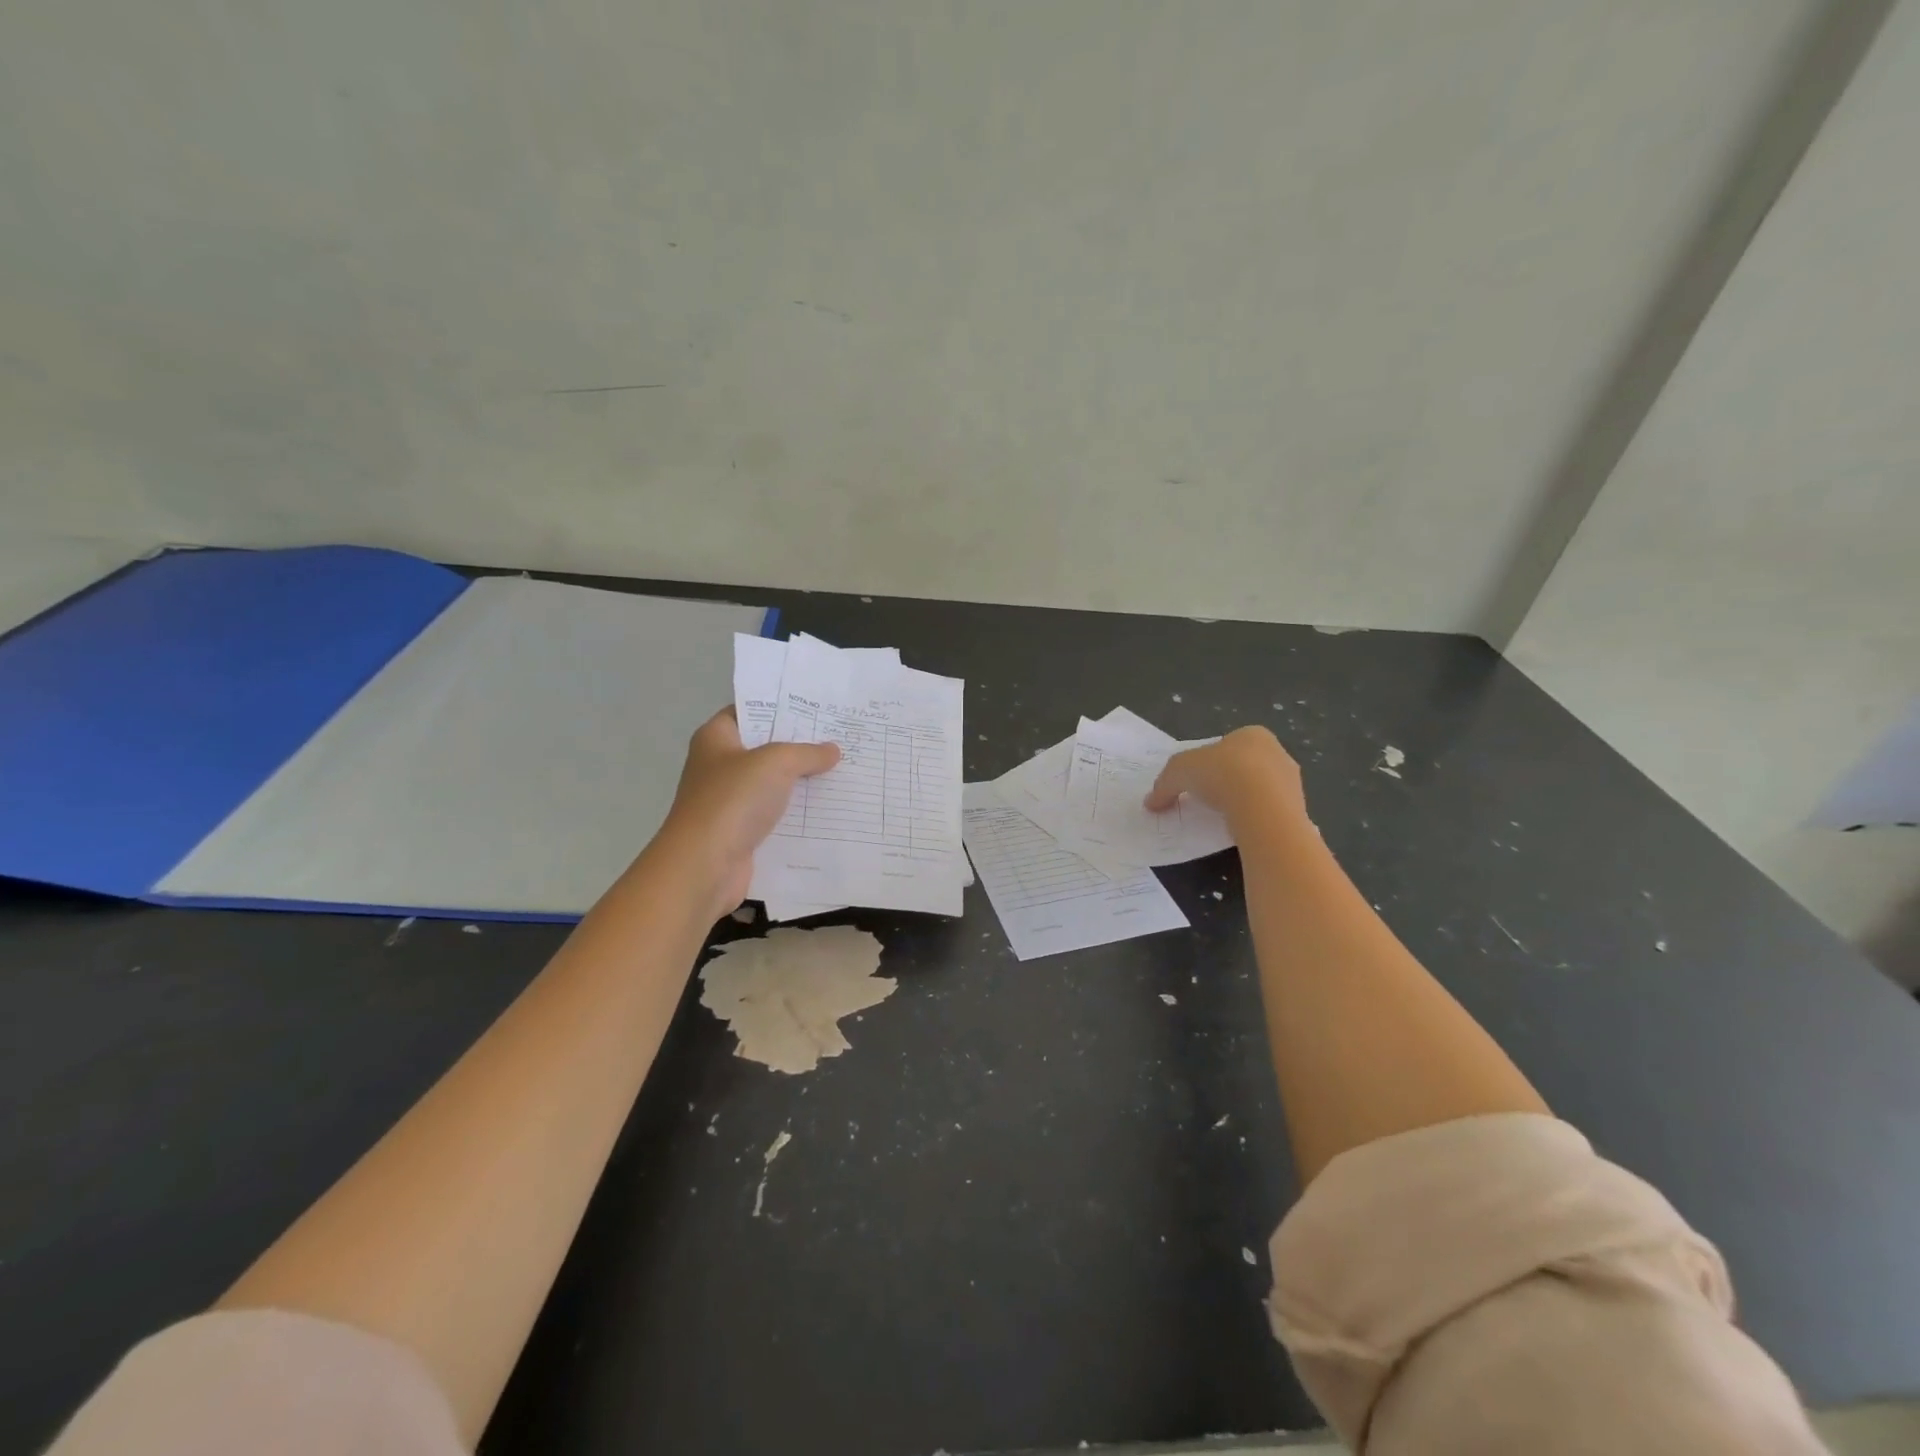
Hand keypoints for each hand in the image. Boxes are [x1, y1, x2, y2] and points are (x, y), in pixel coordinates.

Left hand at [649, 708, 839, 920]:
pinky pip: (775, 816)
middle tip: (839, 737)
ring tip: (843, 771)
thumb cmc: (733, 800)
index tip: (816, 707)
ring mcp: (729, 801)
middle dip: (799, 746)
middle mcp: (719, 766)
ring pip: (773, 784)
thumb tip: (832, 750)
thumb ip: (806, 752)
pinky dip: (798, 814)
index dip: (779, 707)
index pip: (748, 711)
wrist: (704, 866)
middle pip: (765, 748)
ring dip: (802, 782)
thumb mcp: (776, 763)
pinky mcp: (741, 832)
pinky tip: (829, 809)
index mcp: (716, 738)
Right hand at [1145, 726, 1306, 830]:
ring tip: (1223, 819)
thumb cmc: (1220, 774)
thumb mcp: (1178, 772)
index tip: (1197, 781)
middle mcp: (1277, 752)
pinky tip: (1241, 829)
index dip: (1209, 762)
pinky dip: (1255, 820)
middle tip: (1208, 800)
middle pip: (1245, 767)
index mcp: (1252, 734)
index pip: (1227, 746)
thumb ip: (1164, 785)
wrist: (1262, 807)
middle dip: (1228, 781)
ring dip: (1243, 802)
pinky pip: (1270, 813)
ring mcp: (1292, 781)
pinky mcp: (1299, 808)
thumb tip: (1151, 802)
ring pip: (1261, 790)